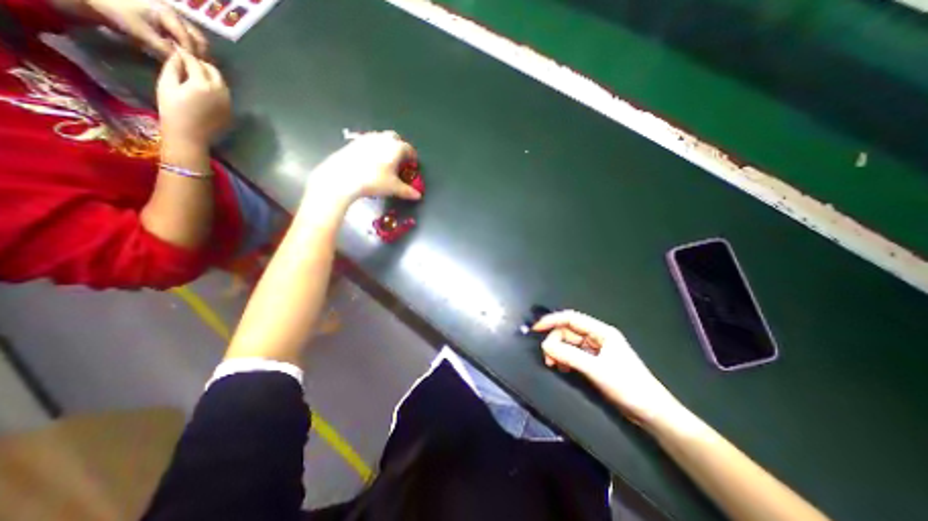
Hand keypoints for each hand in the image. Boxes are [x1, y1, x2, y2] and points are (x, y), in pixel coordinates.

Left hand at [80, 0, 208, 56]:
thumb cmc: (117, 10)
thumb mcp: (141, 31)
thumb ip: (163, 48)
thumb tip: (181, 62)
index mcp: (170, 15)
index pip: (189, 40)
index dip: (193, 55)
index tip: (193, 68)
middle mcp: (176, 15)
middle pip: (198, 38)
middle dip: (200, 53)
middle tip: (196, 66)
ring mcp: (173, 17)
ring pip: (195, 38)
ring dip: (196, 50)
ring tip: (191, 61)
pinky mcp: (169, 20)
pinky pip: (186, 35)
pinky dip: (189, 46)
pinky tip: (183, 53)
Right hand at [155, 48, 227, 145]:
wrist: (191, 136)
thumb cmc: (173, 111)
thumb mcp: (166, 85)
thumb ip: (173, 68)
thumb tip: (178, 56)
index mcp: (203, 84)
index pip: (195, 62)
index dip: (185, 55)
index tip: (178, 50)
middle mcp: (220, 93)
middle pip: (214, 71)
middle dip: (202, 65)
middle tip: (189, 63)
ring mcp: (229, 103)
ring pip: (222, 83)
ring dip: (211, 77)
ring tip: (197, 76)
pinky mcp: (231, 111)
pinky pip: (225, 95)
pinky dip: (217, 89)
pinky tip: (206, 92)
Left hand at [306, 131, 422, 200]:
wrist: (343, 177)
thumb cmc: (373, 181)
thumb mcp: (393, 188)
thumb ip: (407, 191)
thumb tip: (417, 195)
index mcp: (395, 147)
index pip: (408, 148)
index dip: (412, 156)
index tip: (413, 164)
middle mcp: (382, 139)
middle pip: (394, 138)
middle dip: (399, 147)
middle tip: (400, 160)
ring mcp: (366, 139)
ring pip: (380, 138)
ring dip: (385, 146)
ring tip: (385, 160)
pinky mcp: (353, 143)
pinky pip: (368, 143)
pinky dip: (372, 149)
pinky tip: (370, 161)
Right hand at [533, 310, 683, 426]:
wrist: (652, 413)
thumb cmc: (628, 387)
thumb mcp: (596, 370)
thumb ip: (569, 356)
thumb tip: (545, 345)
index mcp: (601, 332)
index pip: (571, 318)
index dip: (552, 320)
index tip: (535, 329)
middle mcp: (597, 337)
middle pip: (568, 332)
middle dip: (555, 342)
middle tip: (548, 358)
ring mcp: (596, 350)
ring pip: (569, 344)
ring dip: (558, 352)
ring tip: (553, 365)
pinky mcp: (594, 362)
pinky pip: (573, 355)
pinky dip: (564, 359)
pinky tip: (562, 369)